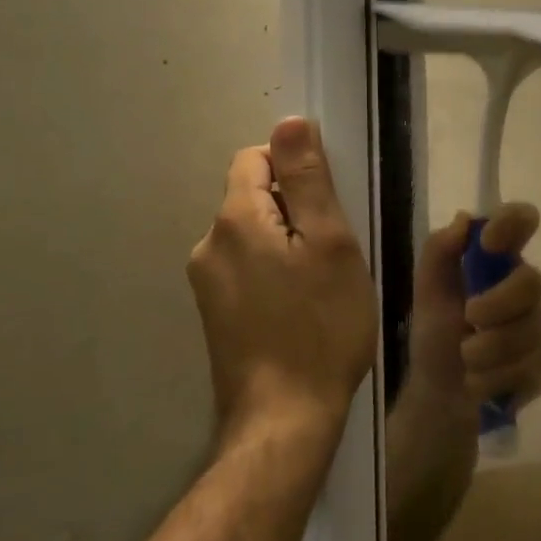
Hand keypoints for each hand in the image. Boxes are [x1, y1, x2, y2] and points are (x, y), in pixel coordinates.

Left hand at [187, 118, 377, 438]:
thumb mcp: (330, 244)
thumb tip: (289, 122)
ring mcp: (206, 283)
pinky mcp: (214, 314)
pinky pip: (246, 268)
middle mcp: (208, 244)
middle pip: (253, 197)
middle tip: (333, 251)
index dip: (295, 169)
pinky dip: (273, 272)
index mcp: (235, 220)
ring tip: (320, 284)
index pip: (256, 158)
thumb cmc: (321, 327)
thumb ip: (307, 179)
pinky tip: (299, 308)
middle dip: (294, 209)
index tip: (329, 206)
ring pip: (252, 235)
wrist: (284, 419)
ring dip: (285, 243)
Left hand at [408, 203, 540, 413]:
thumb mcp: (427, 291)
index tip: (488, 241)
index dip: (512, 222)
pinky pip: (532, 365)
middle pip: (532, 281)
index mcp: (497, 259)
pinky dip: (497, 377)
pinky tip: (480, 381)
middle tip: (468, 319)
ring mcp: (539, 324)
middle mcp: (524, 285)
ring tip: (466, 360)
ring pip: (532, 330)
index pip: (522, 220)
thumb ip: (439, 251)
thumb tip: (462, 219)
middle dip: (497, 305)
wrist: (441, 393)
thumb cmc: (435, 334)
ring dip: (490, 349)